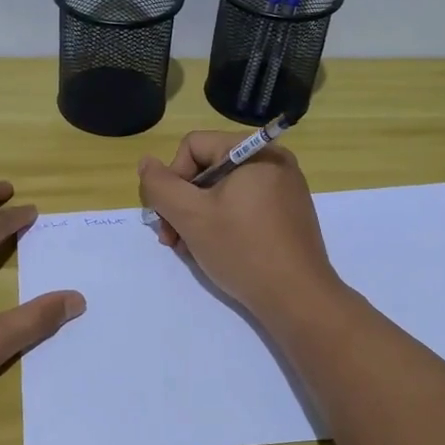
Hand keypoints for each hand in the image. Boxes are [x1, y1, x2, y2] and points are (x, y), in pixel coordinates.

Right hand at [137, 132, 342, 328]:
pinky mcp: (287, 215)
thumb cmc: (242, 249)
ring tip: (190, 250)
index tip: (169, 215)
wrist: (297, 298)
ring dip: (198, 218)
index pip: (193, 146)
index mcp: (254, 151)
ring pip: (222, 192)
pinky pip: (243, 207)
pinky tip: (215, 251)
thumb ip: (160, 186)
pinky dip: (222, 224)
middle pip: (207, 169)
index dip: (173, 178)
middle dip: (182, 203)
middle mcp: (273, 161)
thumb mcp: (190, 215)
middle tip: (172, 239)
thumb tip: (146, 163)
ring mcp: (284, 189)